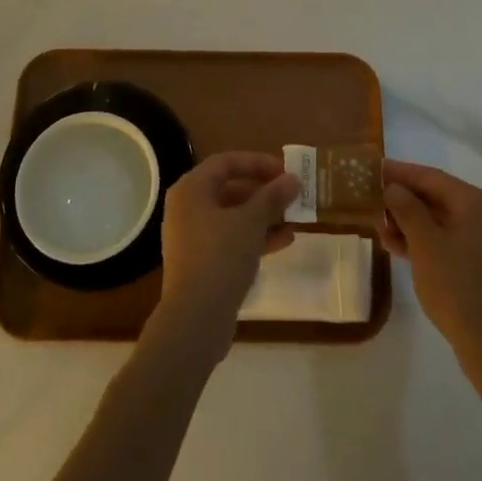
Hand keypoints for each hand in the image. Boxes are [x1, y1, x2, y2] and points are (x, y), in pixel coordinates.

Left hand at [153, 152, 298, 364]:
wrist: (195, 319)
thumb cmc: (220, 257)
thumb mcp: (251, 222)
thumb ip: (272, 197)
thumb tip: (293, 179)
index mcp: (192, 189)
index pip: (226, 162)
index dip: (258, 162)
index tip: (286, 171)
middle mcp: (187, 207)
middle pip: (229, 187)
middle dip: (263, 191)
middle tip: (291, 195)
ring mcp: (192, 236)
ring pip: (232, 215)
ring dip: (263, 215)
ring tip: (294, 219)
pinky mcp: (201, 261)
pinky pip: (230, 238)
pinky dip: (254, 236)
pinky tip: (284, 241)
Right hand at [377, 160, 481, 369]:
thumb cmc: (457, 286)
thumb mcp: (425, 244)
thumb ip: (407, 209)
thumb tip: (394, 187)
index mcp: (475, 203)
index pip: (431, 177)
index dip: (400, 173)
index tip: (373, 169)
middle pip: (436, 198)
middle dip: (403, 200)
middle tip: (371, 201)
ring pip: (440, 222)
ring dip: (409, 223)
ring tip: (379, 228)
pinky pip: (447, 242)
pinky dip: (423, 242)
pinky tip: (397, 249)